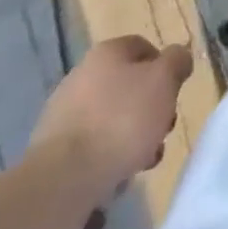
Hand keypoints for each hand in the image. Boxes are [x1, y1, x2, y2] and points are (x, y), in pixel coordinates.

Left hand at [28, 36, 192, 202]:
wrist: (62, 180)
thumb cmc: (122, 119)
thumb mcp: (165, 80)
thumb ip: (178, 61)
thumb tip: (178, 58)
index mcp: (107, 52)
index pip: (143, 48)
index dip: (164, 68)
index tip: (173, 94)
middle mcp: (81, 76)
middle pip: (127, 88)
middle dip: (149, 110)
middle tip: (161, 132)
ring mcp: (60, 116)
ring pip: (108, 121)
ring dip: (128, 140)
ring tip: (140, 163)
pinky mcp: (48, 154)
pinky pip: (88, 149)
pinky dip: (103, 160)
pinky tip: (114, 177)